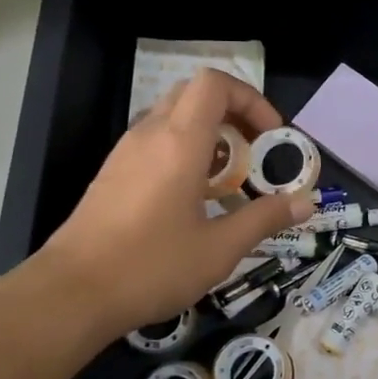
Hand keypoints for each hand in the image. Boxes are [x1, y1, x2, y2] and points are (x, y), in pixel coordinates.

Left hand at [34, 69, 312, 336]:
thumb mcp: (220, 248)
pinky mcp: (113, 174)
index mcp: (179, 143)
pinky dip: (184, 151)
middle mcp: (150, 135)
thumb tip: (306, 202)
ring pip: (173, 117)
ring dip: (209, 134)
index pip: (215, 84)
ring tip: (230, 179)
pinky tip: (194, 198)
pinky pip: (155, 142)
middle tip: (255, 152)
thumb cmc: (151, 267)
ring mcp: (126, 153)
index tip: (270, 137)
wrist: (71, 294)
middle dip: (233, 113)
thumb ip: (265, 219)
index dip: (250, 99)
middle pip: (195, 94)